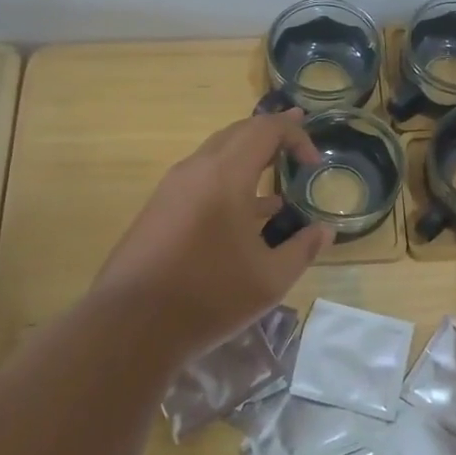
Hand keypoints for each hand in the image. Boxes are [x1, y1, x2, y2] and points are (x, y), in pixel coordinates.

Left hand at [94, 109, 333, 351]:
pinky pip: (201, 179)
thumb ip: (302, 249)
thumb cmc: (209, 296)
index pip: (265, 130)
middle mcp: (196, 170)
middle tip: (298, 140)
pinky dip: (228, 180)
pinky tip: (245, 212)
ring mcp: (172, 188)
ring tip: (276, 175)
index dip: (295, 135)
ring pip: (216, 155)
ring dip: (248, 158)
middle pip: (238, 133)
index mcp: (225, 175)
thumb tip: (324, 231)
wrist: (131, 324)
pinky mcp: (159, 209)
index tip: (314, 162)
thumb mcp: (269, 279)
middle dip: (271, 134)